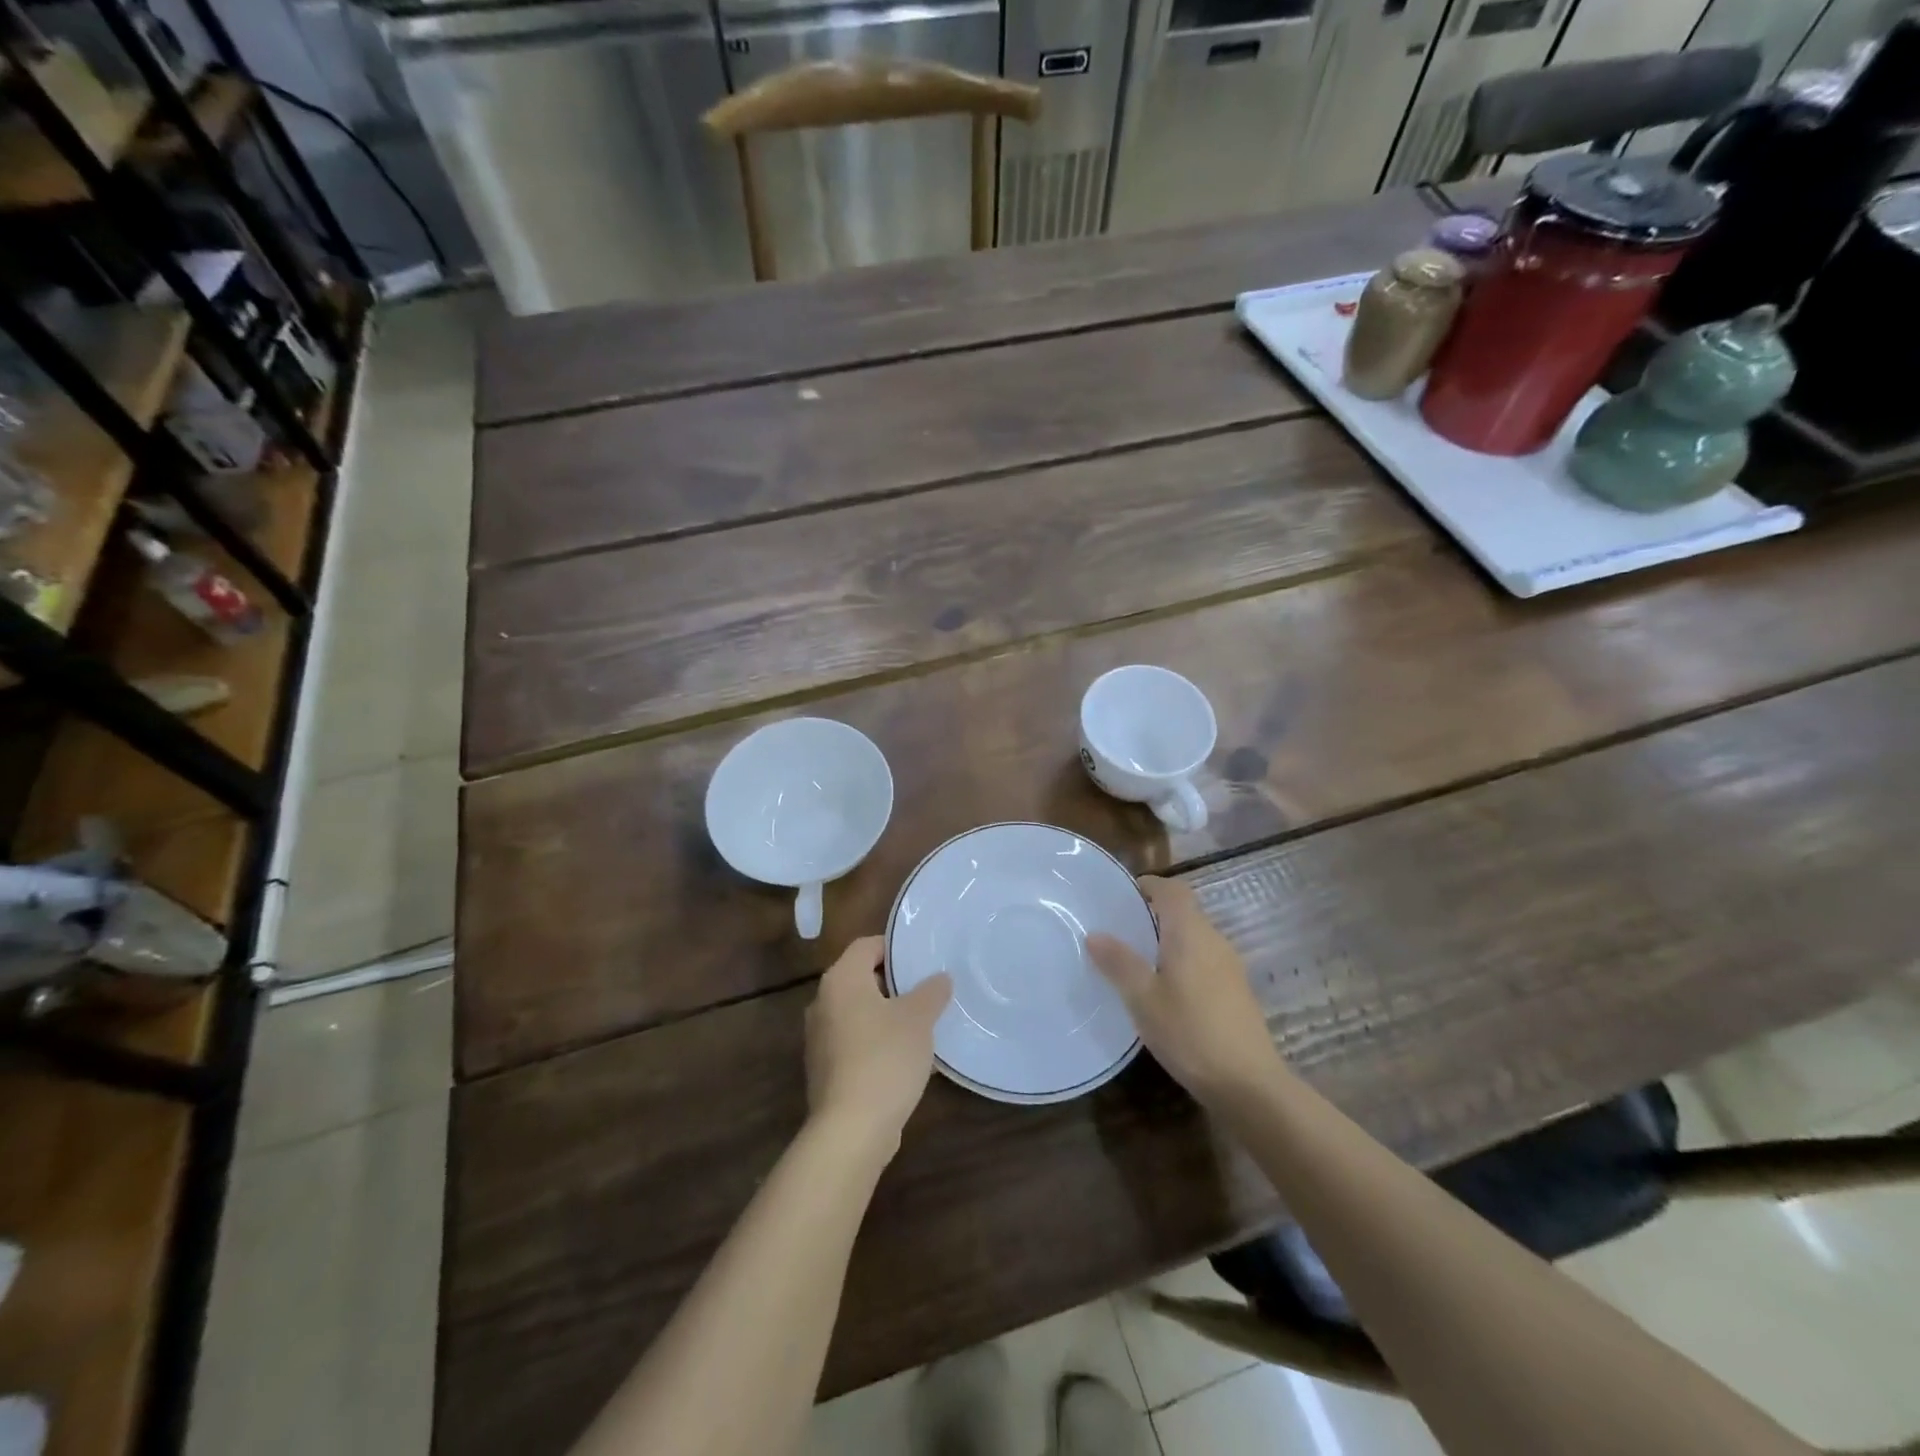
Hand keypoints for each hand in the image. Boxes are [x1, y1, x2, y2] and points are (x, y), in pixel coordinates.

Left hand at [805, 936, 951, 1157]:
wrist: (851, 1129)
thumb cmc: (885, 1058)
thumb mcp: (918, 1019)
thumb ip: (931, 992)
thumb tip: (940, 978)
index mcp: (841, 980)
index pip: (866, 946)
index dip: (894, 948)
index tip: (922, 959)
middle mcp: (823, 1003)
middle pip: (861, 978)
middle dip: (893, 982)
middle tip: (927, 990)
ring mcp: (820, 1038)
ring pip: (858, 1012)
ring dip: (886, 1014)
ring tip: (921, 1024)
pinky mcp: (825, 1069)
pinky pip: (854, 1041)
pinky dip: (876, 1041)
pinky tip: (905, 1058)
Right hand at [1088, 877, 1279, 1105]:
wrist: (1249, 1084)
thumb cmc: (1190, 1032)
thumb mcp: (1143, 998)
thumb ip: (1119, 962)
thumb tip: (1095, 933)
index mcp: (1190, 932)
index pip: (1173, 889)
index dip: (1149, 885)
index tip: (1121, 897)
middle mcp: (1214, 940)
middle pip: (1183, 912)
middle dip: (1152, 915)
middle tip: (1119, 932)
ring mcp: (1230, 966)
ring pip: (1194, 938)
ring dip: (1166, 941)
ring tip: (1136, 963)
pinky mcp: (1236, 991)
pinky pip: (1203, 961)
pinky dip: (1181, 963)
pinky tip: (1164, 993)